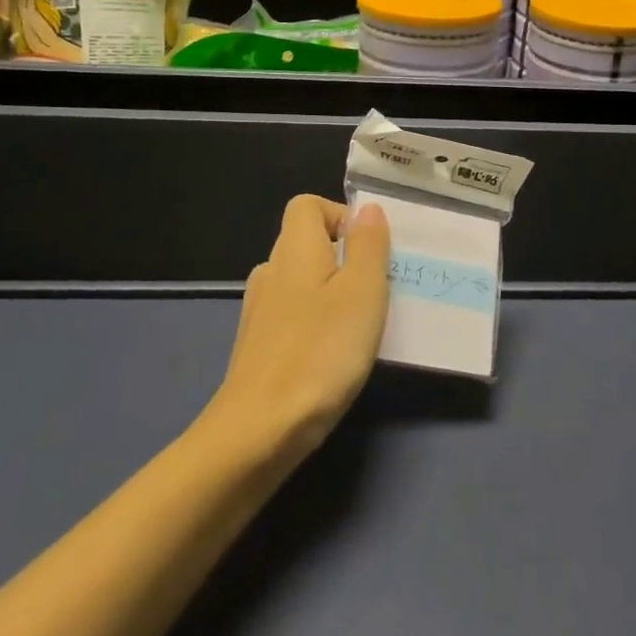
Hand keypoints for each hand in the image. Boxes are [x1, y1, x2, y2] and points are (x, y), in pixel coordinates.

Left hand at [209, 195, 390, 456]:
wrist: (259, 430)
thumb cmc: (321, 351)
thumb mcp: (363, 291)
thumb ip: (368, 245)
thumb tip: (368, 210)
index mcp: (295, 249)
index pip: (307, 205)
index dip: (340, 215)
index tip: (370, 249)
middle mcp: (272, 271)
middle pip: (306, 242)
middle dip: (344, 256)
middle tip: (377, 288)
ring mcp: (260, 310)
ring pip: (301, 281)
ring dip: (332, 292)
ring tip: (361, 323)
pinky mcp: (259, 346)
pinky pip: (293, 315)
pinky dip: (316, 322)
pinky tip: (334, 354)